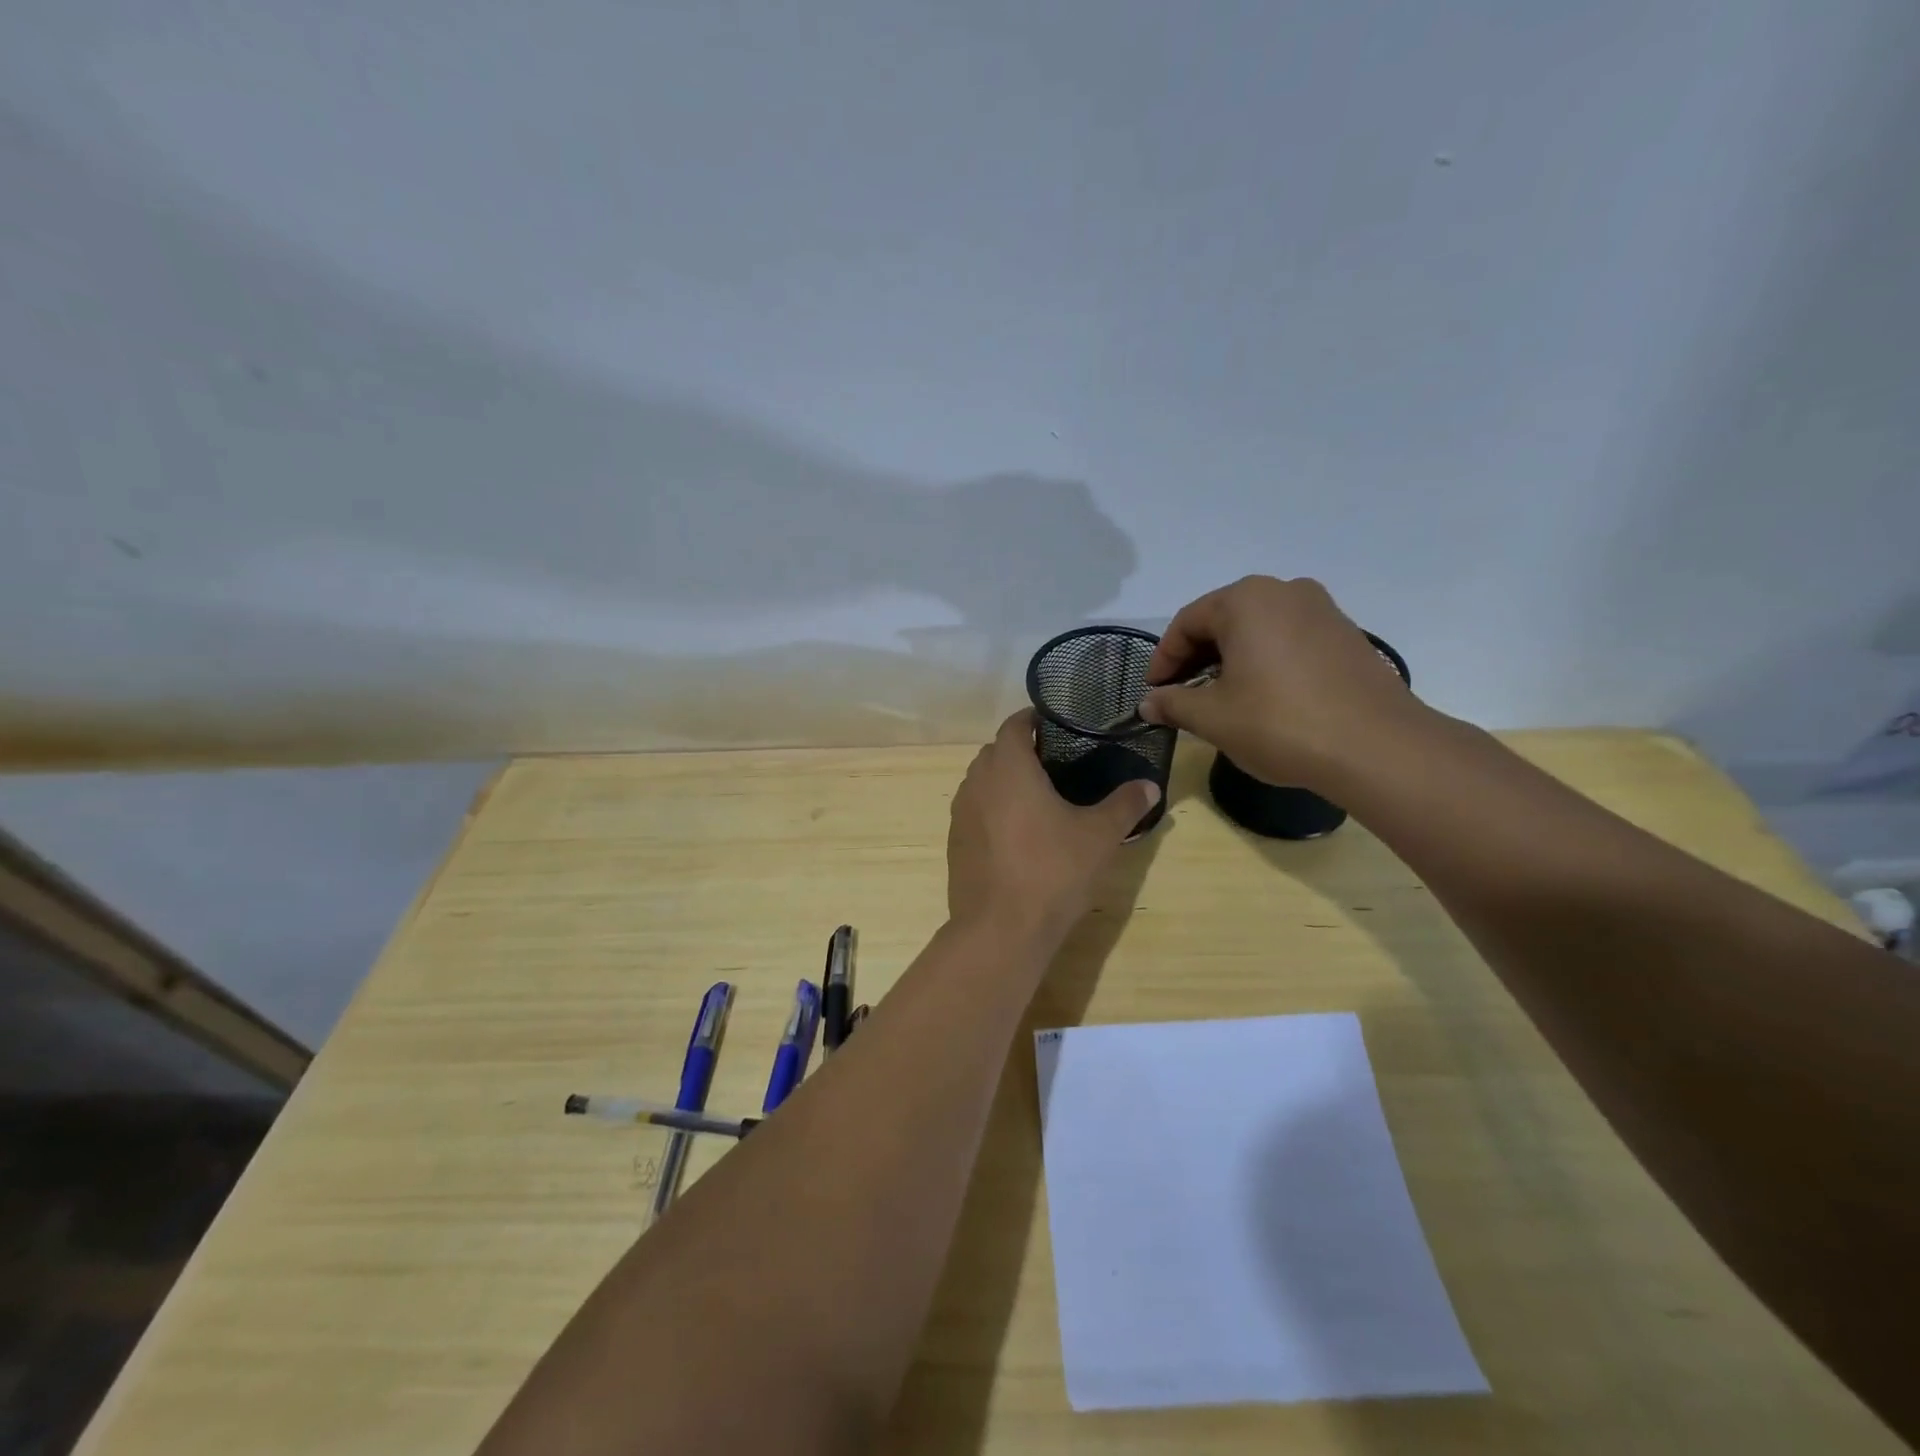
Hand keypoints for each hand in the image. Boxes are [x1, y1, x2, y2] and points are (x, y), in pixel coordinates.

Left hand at [947, 710, 1158, 943]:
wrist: (1000, 929)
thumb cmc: (1052, 871)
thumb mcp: (1099, 837)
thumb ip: (1125, 805)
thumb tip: (1150, 786)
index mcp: (1008, 767)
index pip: (1014, 725)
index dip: (1033, 720)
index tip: (1057, 725)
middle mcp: (977, 782)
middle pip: (995, 752)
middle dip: (1020, 751)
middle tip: (1056, 764)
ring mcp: (960, 814)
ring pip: (981, 782)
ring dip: (1004, 782)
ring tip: (1038, 799)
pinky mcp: (954, 842)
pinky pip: (974, 811)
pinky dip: (993, 810)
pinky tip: (1018, 836)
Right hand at [1139, 576, 1425, 790]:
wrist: (1377, 747)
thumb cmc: (1279, 723)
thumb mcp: (1213, 717)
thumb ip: (1173, 704)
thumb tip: (1147, 703)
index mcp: (1246, 600)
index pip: (1187, 622)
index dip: (1163, 659)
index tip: (1154, 692)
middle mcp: (1284, 591)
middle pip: (1223, 620)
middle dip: (1196, 658)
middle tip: (1182, 695)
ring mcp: (1322, 610)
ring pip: (1258, 629)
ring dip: (1230, 660)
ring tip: (1221, 699)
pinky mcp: (1347, 635)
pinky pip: (1289, 640)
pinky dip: (1265, 662)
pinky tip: (1264, 697)